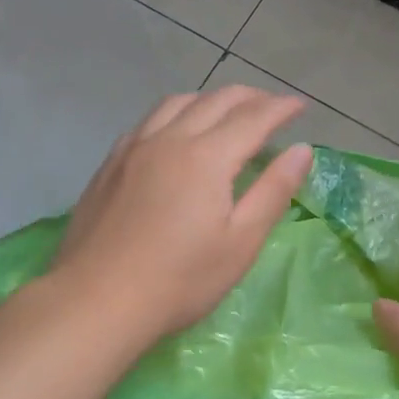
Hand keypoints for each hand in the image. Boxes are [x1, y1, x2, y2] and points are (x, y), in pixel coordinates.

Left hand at [51, 87, 312, 340]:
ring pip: (179, 101)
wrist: (96, 300)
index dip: (281, 108)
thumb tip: (302, 150)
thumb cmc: (179, 280)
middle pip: (217, 100)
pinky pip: (150, 119)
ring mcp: (135, 146)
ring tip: (228, 111)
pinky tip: (177, 130)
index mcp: (207, 156)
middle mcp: (170, 138)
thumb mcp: (240, 243)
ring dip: (211, 98)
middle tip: (272, 106)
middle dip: (251, 97)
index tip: (301, 105)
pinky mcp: (112, 161)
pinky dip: (177, 111)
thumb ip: (273, 190)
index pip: (253, 118)